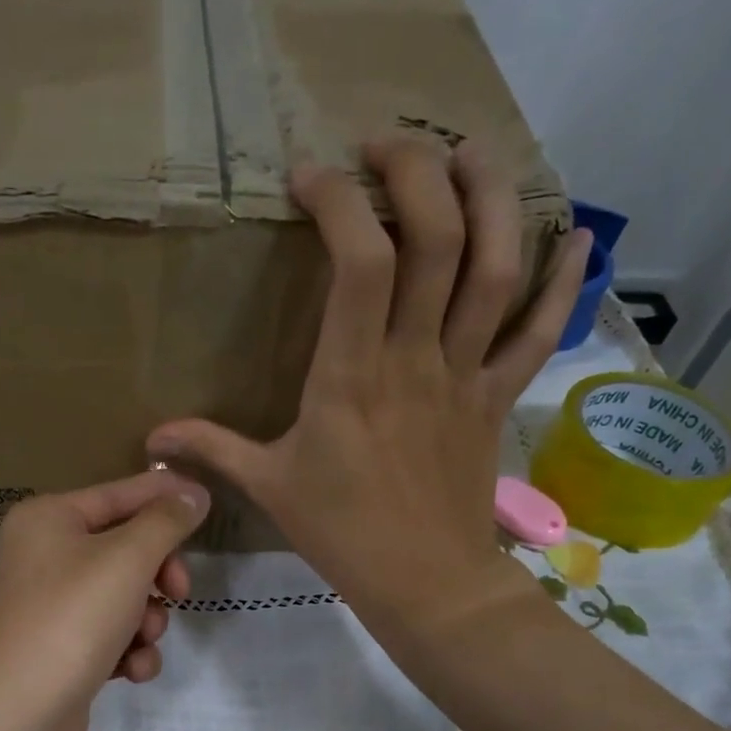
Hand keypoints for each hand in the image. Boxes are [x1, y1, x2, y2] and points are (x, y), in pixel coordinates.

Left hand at [0, 469, 210, 730]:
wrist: (22, 714)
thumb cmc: (73, 619)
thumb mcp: (128, 560)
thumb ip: (165, 521)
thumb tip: (192, 493)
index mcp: (47, 518)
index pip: (119, 494)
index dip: (166, 496)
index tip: (209, 504)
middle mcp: (42, 554)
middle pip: (124, 549)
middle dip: (157, 575)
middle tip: (179, 592)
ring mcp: (48, 604)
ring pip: (122, 596)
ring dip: (146, 620)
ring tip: (143, 641)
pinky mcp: (58, 647)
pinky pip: (107, 633)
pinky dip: (126, 650)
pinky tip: (130, 671)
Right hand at [148, 137, 590, 641]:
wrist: (424, 583)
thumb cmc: (341, 534)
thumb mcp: (269, 487)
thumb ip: (212, 449)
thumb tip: (151, 438)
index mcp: (350, 377)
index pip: (359, 261)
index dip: (339, 202)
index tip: (311, 178)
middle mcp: (415, 359)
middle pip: (437, 238)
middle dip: (418, 171)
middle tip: (389, 148)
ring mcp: (465, 374)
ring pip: (496, 267)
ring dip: (492, 197)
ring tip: (470, 156)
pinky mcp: (497, 397)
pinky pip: (540, 331)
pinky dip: (564, 281)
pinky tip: (578, 235)